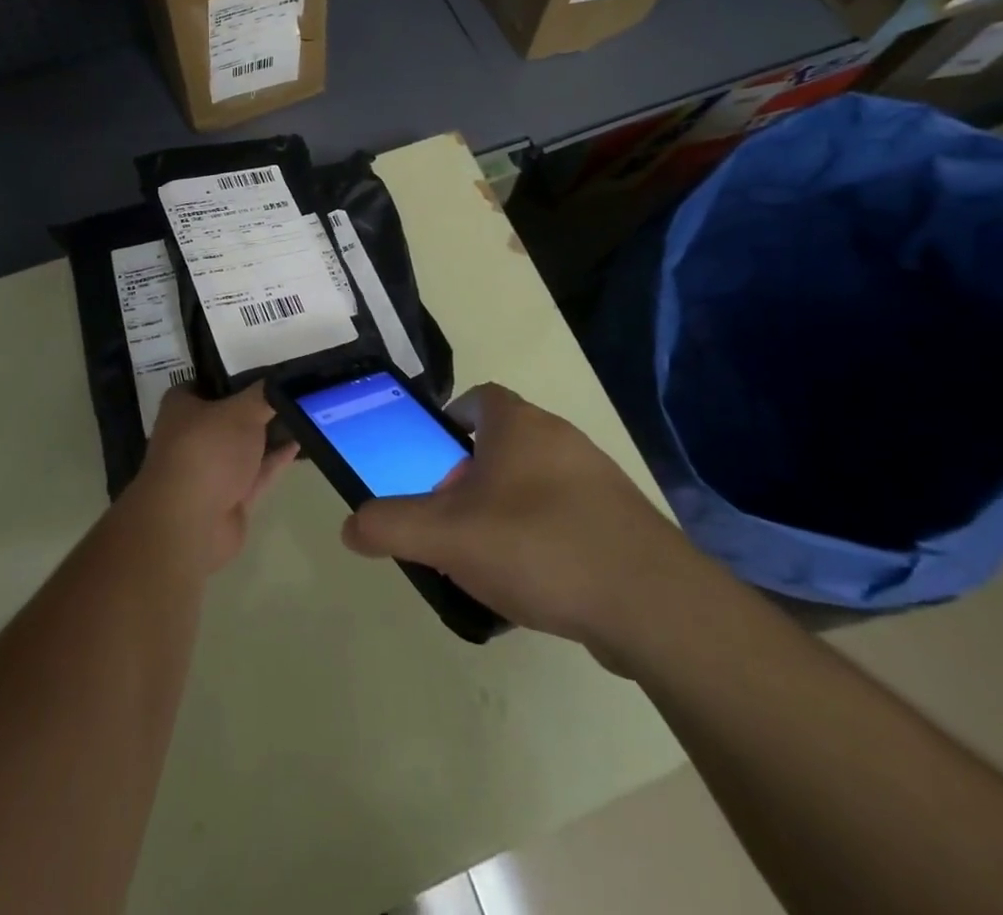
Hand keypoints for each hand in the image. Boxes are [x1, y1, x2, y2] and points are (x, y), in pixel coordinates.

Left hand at [132, 384, 296, 573]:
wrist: (193, 523)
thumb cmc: (208, 450)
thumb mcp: (241, 411)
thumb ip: (264, 395)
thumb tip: (281, 380)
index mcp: (182, 407)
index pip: (207, 382)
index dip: (235, 376)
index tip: (268, 371)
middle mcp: (192, 435)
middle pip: (229, 415)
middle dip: (257, 407)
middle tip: (293, 391)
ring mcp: (210, 469)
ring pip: (244, 446)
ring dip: (270, 434)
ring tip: (303, 415)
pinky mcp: (229, 497)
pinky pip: (256, 472)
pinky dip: (275, 459)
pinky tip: (299, 443)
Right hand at [340, 384, 708, 666]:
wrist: (652, 604)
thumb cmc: (539, 546)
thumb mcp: (447, 537)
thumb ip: (391, 526)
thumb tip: (350, 526)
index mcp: (519, 425)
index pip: (478, 397)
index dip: (450, 419)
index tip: (432, 457)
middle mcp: (560, 438)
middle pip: (503, 442)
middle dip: (471, 474)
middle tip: (450, 517)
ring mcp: (597, 479)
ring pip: (535, 481)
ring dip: (507, 507)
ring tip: (487, 557)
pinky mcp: (622, 521)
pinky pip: (568, 516)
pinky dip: (544, 536)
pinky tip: (535, 582)